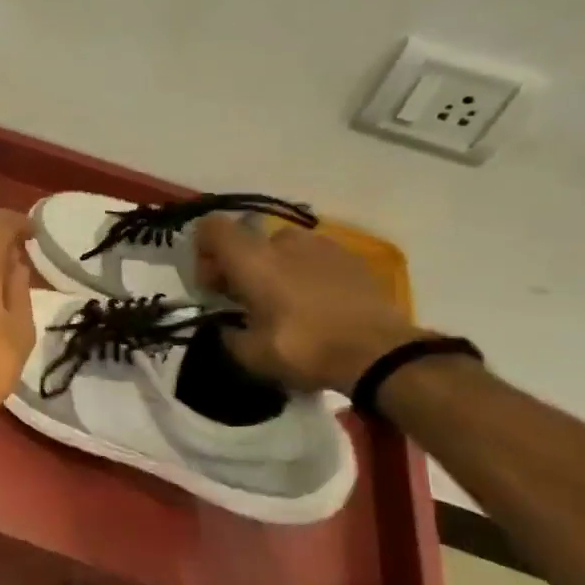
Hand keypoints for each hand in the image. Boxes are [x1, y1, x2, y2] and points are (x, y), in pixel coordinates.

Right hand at [194, 217, 426, 391]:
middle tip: (246, 303)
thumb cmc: (306, 349)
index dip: (203, 251)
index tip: (212, 285)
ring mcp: (323, 246)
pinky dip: (306, 275)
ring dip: (275, 270)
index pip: (212, 228)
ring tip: (284, 305)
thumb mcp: (251, 355)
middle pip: (249, 241)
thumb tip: (227, 328)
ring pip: (284, 249)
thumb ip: (229, 336)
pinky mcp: (352, 259)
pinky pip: (314, 259)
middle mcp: (285, 242)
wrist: (380, 353)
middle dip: (241, 267)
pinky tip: (316, 307)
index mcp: (253, 260)